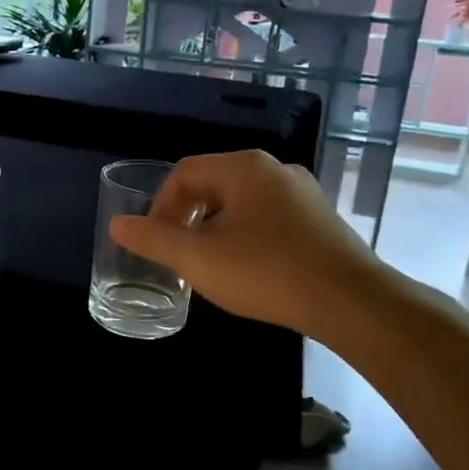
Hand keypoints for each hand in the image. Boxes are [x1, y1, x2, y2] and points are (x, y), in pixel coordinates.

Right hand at [109, 149, 385, 339]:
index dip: (160, 205)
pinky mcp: (320, 219)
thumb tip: (118, 225)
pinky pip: (269, 218)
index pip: (184, 172)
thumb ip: (154, 240)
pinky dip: (247, 237)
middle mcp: (275, 170)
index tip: (156, 241)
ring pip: (242, 203)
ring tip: (211, 265)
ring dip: (216, 229)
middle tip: (179, 254)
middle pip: (213, 185)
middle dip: (188, 218)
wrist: (349, 301)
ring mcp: (302, 193)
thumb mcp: (198, 259)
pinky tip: (250, 270)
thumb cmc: (265, 272)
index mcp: (243, 168)